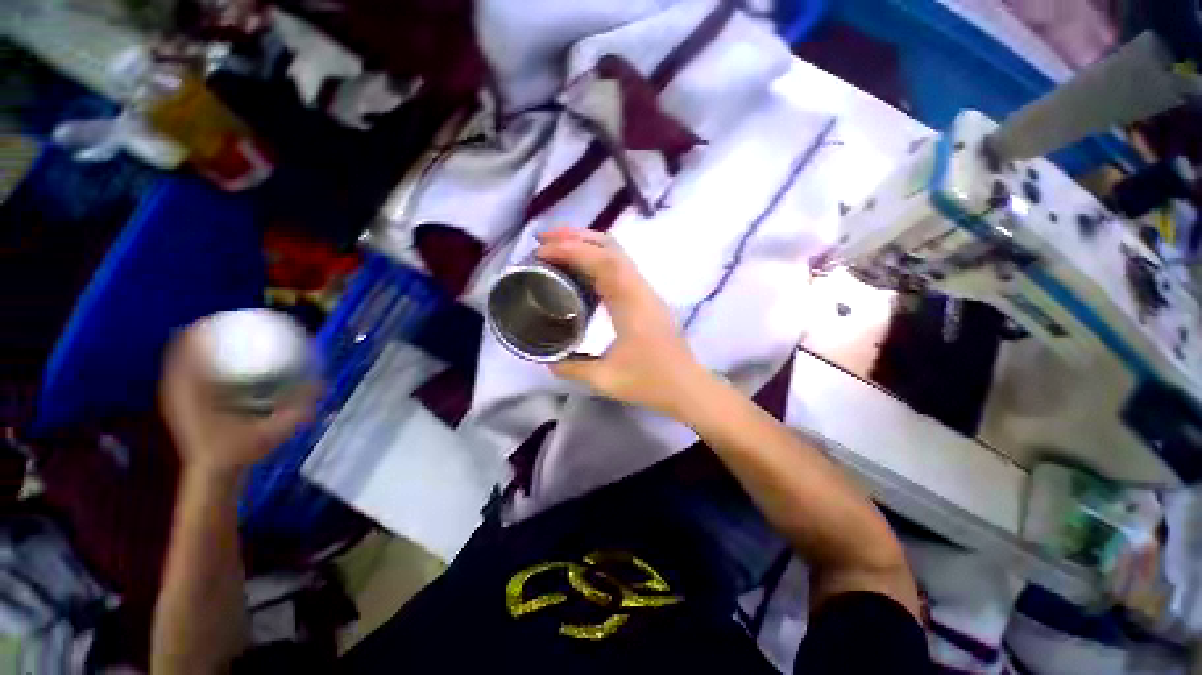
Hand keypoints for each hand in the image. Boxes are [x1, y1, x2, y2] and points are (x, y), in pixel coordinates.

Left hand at [160, 323, 315, 478]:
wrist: (212, 473)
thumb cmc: (240, 452)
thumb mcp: (273, 431)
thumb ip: (297, 410)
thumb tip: (322, 384)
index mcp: (195, 395)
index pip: (189, 353)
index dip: (202, 331)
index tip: (224, 318)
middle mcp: (178, 392)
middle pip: (181, 350)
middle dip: (201, 331)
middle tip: (229, 321)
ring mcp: (174, 398)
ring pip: (178, 360)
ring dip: (195, 344)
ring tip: (220, 332)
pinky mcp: (177, 403)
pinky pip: (179, 371)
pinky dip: (192, 358)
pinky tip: (212, 356)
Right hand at [536, 228, 712, 418]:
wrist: (688, 387)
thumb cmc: (650, 382)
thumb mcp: (606, 379)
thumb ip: (573, 368)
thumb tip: (548, 362)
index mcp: (630, 302)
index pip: (601, 261)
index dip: (570, 249)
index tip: (541, 251)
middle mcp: (639, 288)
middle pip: (610, 247)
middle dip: (575, 237)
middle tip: (543, 240)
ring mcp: (645, 291)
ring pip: (616, 254)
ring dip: (586, 245)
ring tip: (556, 248)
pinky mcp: (646, 298)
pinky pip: (620, 268)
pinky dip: (596, 259)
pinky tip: (580, 270)